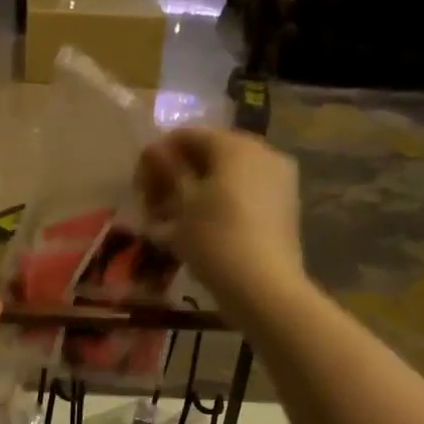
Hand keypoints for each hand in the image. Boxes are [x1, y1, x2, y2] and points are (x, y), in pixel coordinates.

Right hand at [136, 128, 302, 306]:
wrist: (263, 287)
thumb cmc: (214, 238)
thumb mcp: (182, 204)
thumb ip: (168, 170)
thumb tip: (155, 149)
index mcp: (236, 145)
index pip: (187, 136)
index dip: (158, 158)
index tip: (139, 187)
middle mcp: (263, 153)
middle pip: (209, 157)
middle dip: (178, 178)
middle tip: (153, 207)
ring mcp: (278, 181)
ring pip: (226, 179)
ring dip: (196, 195)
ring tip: (170, 225)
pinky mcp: (283, 209)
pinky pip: (242, 197)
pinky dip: (217, 208)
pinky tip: (197, 233)